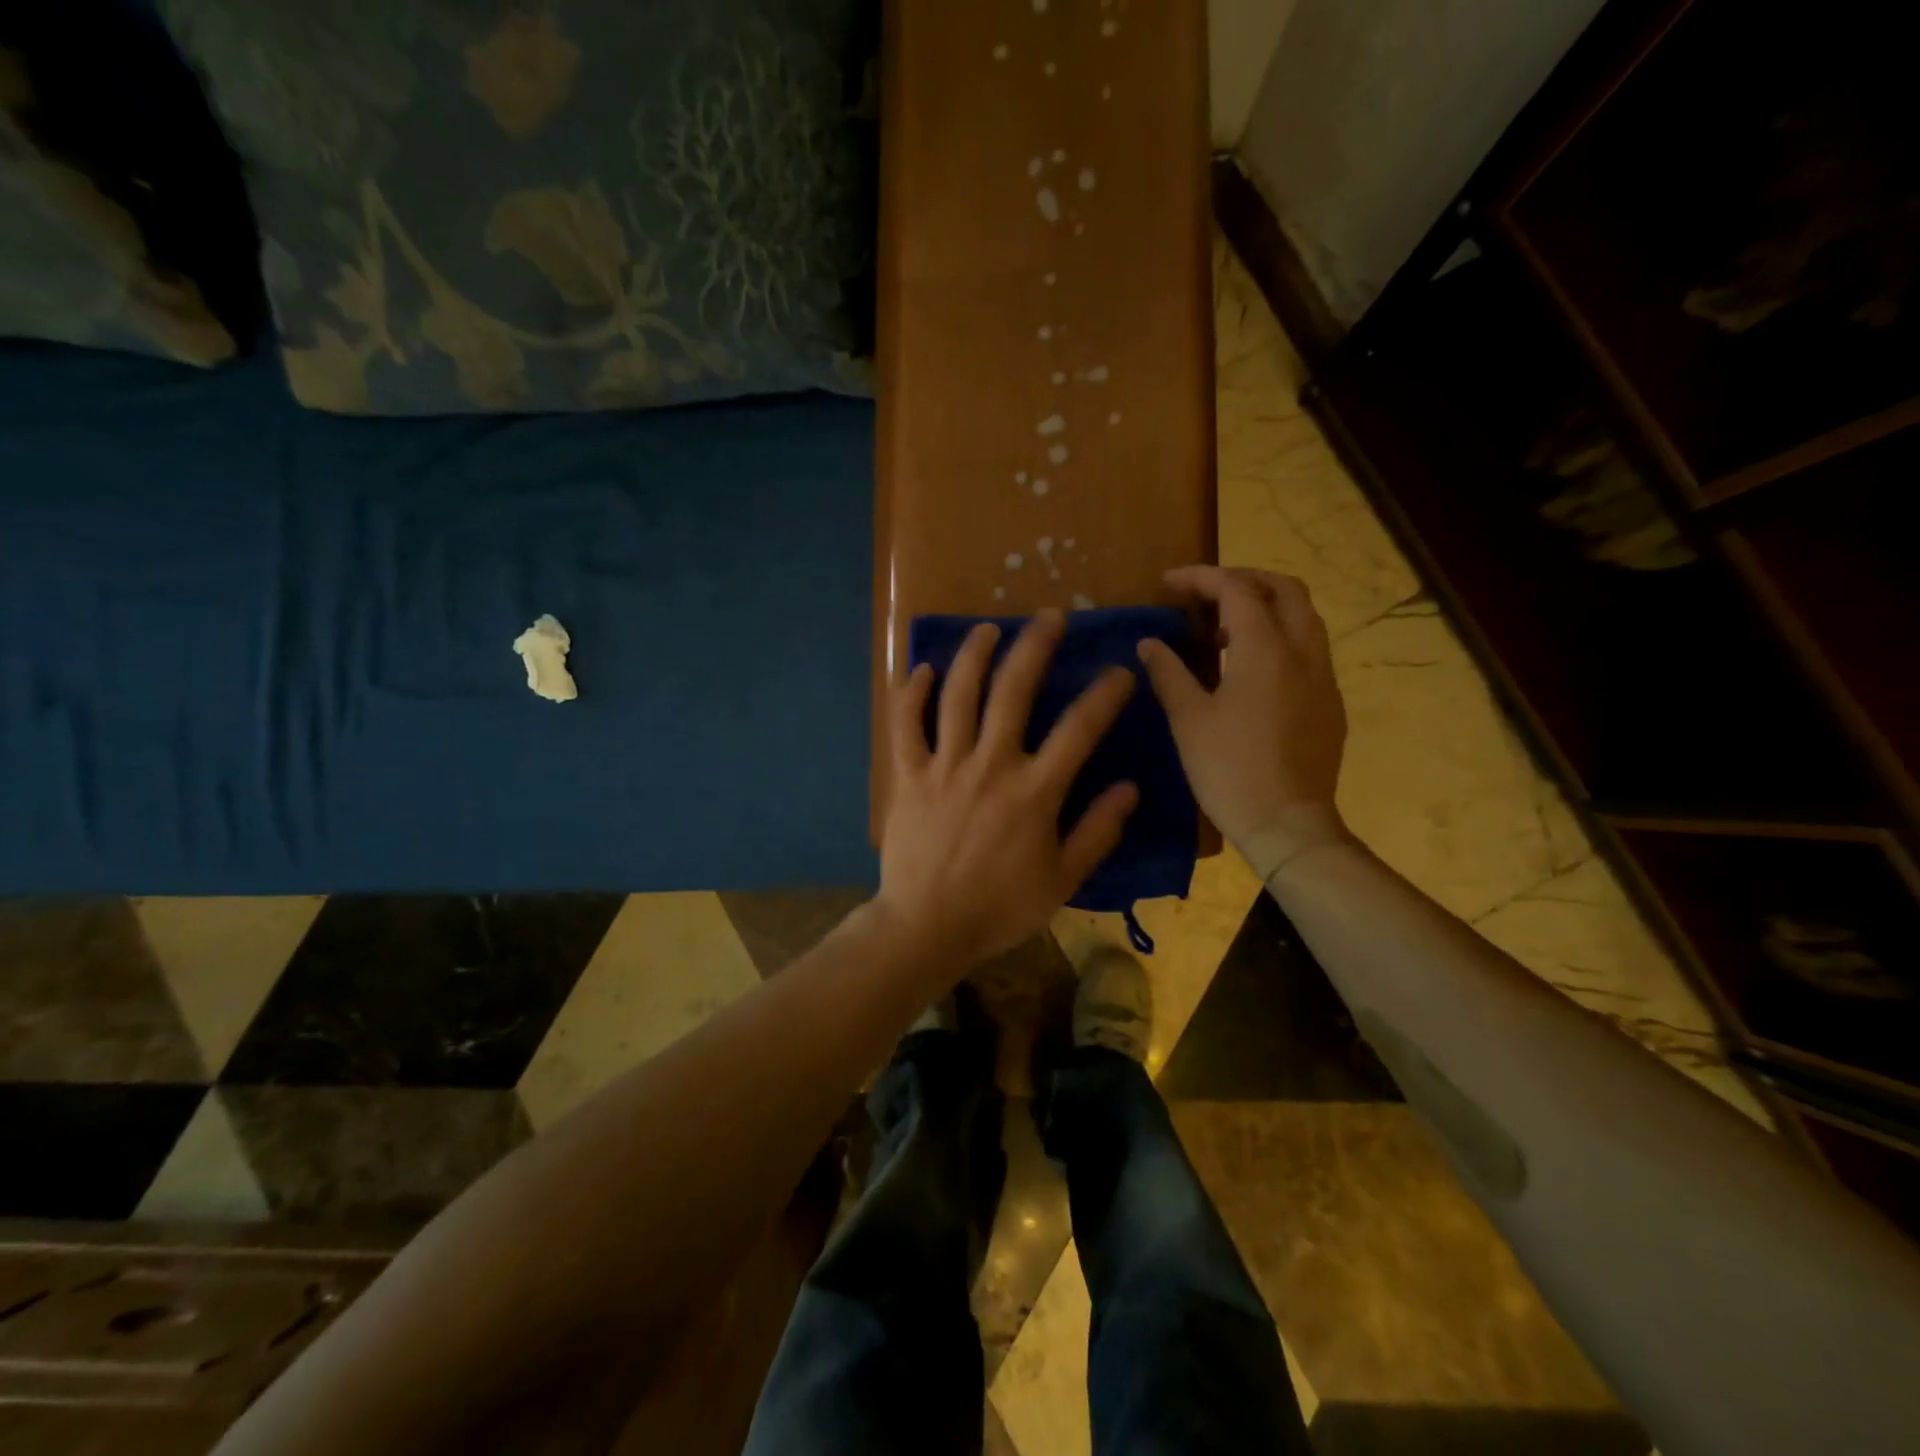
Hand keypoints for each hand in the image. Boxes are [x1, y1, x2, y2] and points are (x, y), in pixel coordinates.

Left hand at [877, 610, 1139, 969]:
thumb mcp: (1062, 880)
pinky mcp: (908, 775)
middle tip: (1049, 616)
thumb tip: (1129, 787)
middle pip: (1014, 691)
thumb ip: (1097, 831)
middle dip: (1035, 647)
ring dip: (974, 655)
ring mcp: (945, 766)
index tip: (1119, 671)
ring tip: (988, 628)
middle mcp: (990, 765)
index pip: (1079, 729)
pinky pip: (906, 724)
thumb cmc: (1000, 908)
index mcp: (1034, 791)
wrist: (927, 927)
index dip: (1103, 694)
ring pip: (958, 695)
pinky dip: (912, 694)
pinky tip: (923, 670)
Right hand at [1137, 567, 1352, 878]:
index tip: (1168, 583)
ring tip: (1224, 630)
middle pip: (1284, 589)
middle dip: (1243, 580)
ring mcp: (1323, 677)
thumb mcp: (1188, 719)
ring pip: (1303, 618)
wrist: (1288, 824)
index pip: (1236, 590)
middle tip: (1206, 594)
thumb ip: (1168, 672)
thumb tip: (1149, 643)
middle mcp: (1303, 652)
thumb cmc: (1230, 769)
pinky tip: (1250, 669)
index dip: (1201, 578)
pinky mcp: (1330, 703)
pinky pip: (1309, 649)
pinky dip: (1280, 637)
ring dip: (1265, 607)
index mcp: (1265, 649)